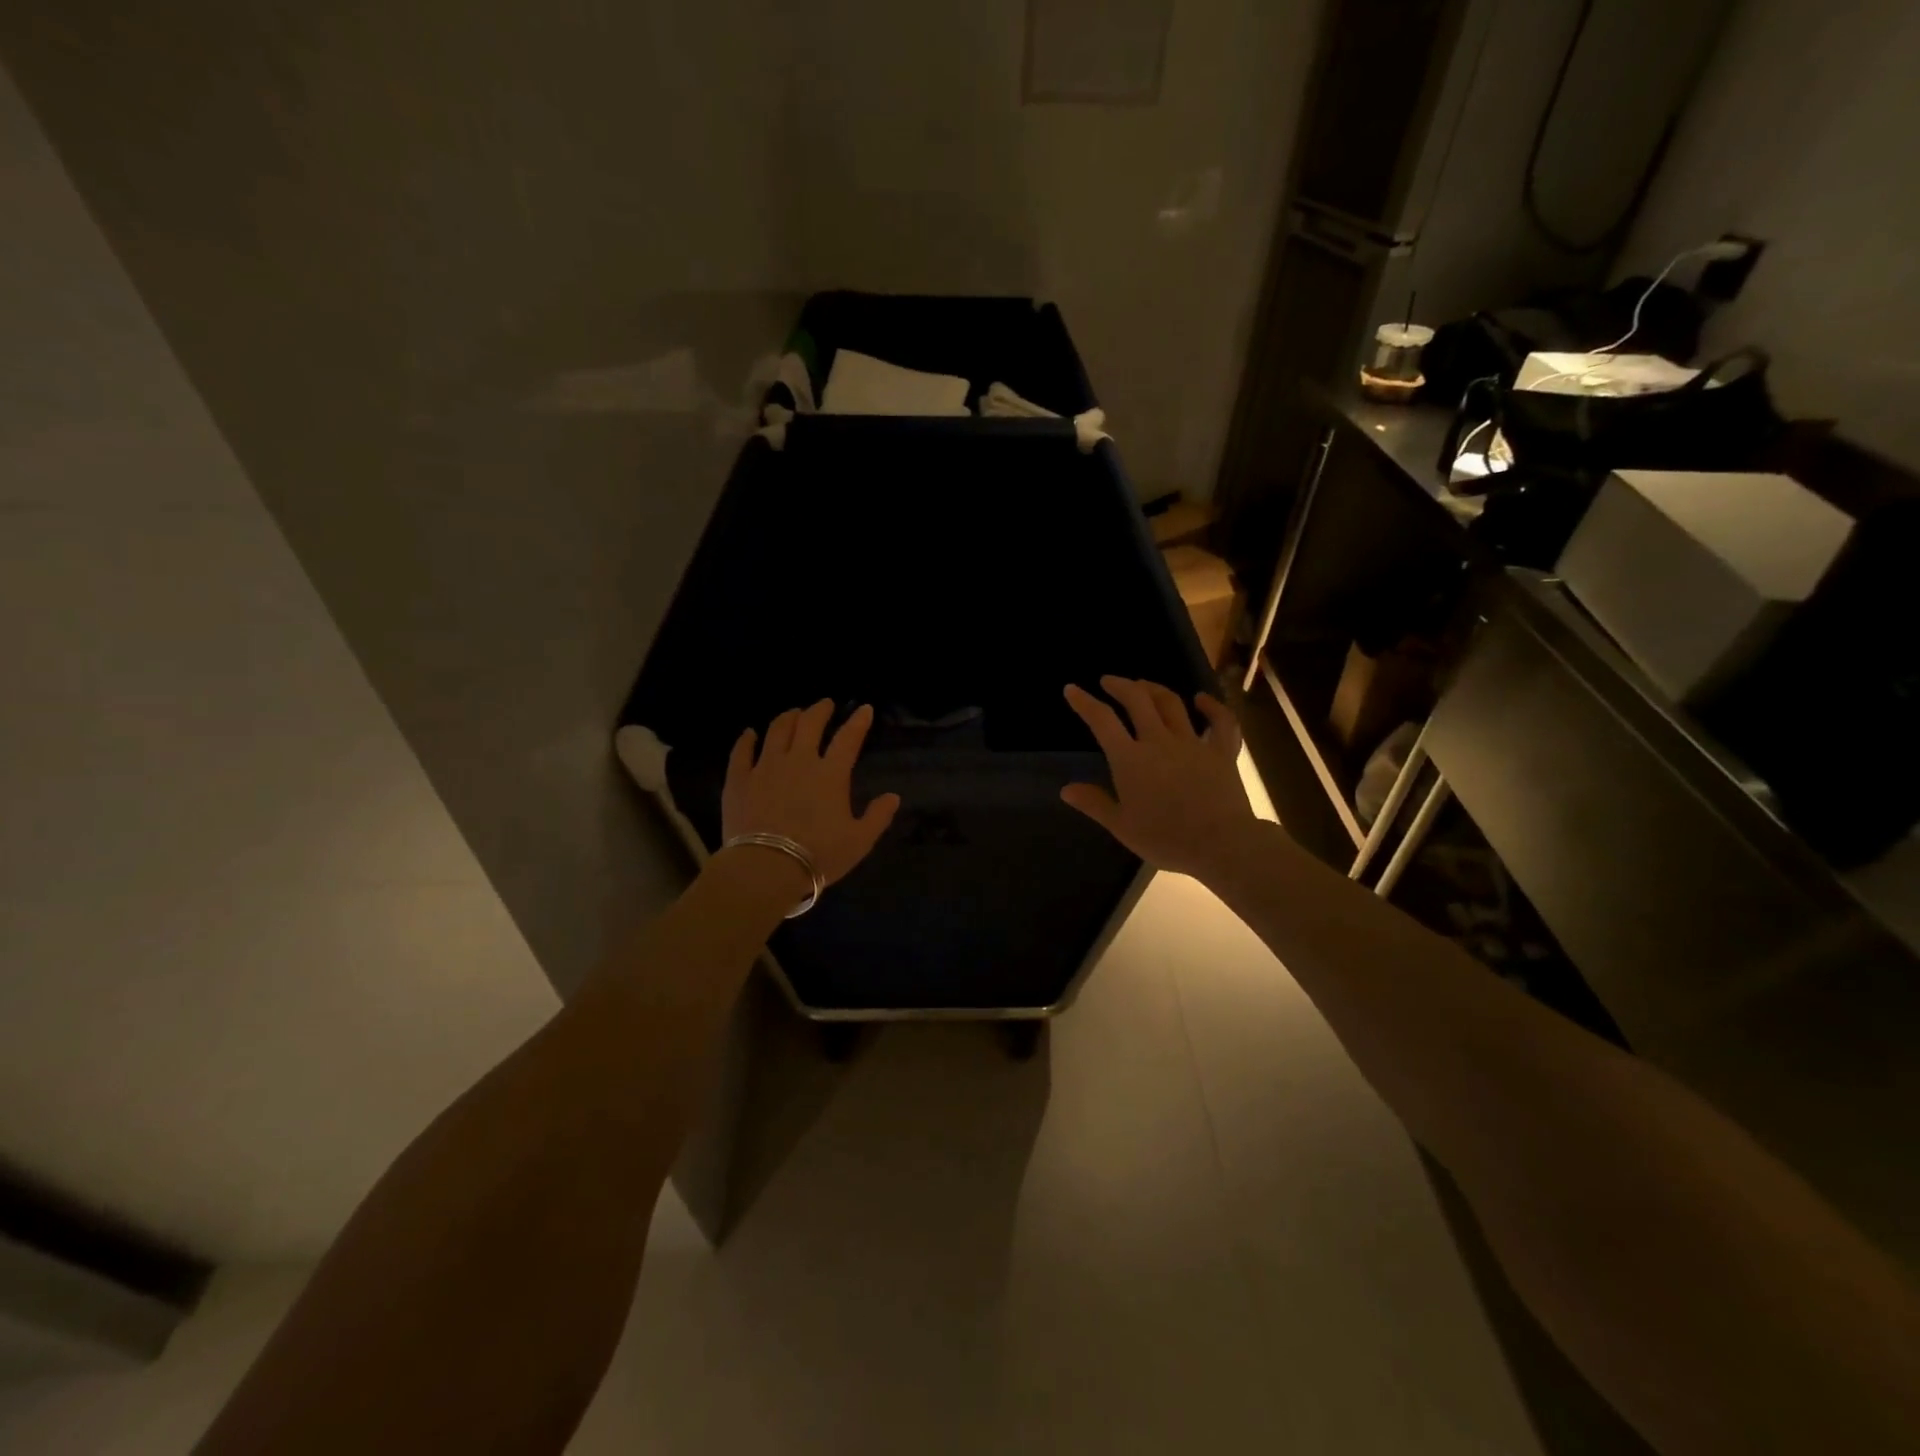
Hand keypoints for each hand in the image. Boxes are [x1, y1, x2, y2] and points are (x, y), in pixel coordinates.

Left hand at [723, 701, 901, 886]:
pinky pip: (741, 752)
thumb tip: (893, 797)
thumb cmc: (818, 855)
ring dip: (788, 717)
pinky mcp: (739, 779)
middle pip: (809, 724)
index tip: (865, 709)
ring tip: (794, 714)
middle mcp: (799, 761)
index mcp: (831, 774)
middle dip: (820, 710)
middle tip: (825, 704)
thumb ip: (877, 816)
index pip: (848, 738)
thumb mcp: (859, 841)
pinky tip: (750, 734)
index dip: (858, 721)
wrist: (766, 868)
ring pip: (777, 730)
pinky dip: (746, 739)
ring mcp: (765, 767)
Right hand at [1060, 677, 1259, 879]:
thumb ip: (1094, 803)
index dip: (1084, 702)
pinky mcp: (1221, 752)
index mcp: (1130, 759)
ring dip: (1154, 689)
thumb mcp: (1121, 826)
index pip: (1102, 721)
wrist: (1220, 844)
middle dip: (1120, 685)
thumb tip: (1066, 789)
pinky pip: (1220, 723)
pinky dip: (1212, 707)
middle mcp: (1159, 741)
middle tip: (1108, 681)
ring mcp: (1193, 743)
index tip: (1072, 689)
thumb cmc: (1165, 838)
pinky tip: (1202, 700)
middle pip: (1137, 700)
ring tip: (1143, 685)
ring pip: (1172, 704)